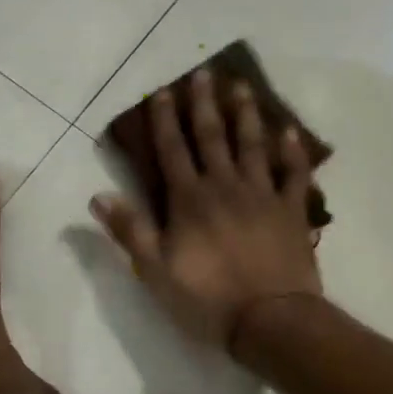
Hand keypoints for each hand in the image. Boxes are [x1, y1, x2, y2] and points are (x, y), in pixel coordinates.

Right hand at [90, 69, 321, 350]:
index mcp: (190, 200)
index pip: (172, 150)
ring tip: (241, 87)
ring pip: (253, 146)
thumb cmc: (207, 299)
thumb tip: (98, 195)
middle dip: (204, 104)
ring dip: (246, 115)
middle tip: (203, 73)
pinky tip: (291, 132)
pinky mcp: (291, 211)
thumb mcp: (155, 271)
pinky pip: (294, 175)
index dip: (165, 120)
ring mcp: (262, 195)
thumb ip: (129, 230)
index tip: (162, 91)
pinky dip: (294, 153)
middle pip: (212, 137)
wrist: (270, 320)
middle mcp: (225, 187)